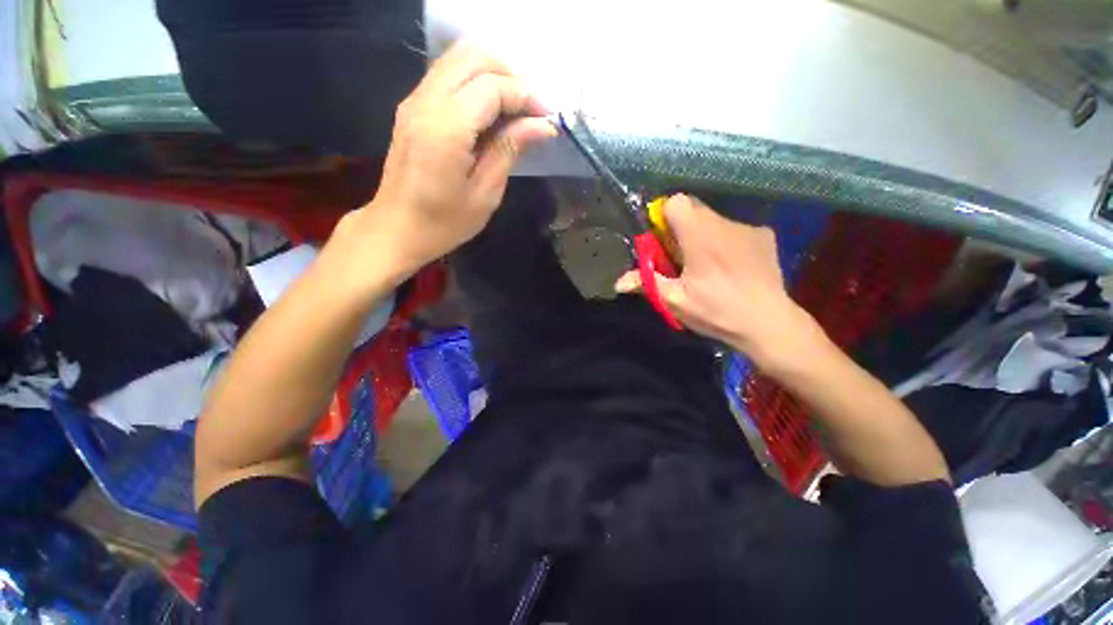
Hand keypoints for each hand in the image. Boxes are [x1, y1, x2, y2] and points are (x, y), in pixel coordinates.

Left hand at [350, 43, 556, 274]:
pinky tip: (491, 113)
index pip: (492, 87)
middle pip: (473, 56)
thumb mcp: (485, 193)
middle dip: (510, 75)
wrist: (396, 229)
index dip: (525, 96)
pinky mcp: (412, 107)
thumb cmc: (444, 222)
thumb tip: (542, 125)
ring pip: (458, 59)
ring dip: (493, 75)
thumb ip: (509, 150)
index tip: (548, 117)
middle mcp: (426, 102)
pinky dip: (475, 83)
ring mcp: (414, 100)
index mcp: (446, 128)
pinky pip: (448, 75)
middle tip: (531, 109)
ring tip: (516, 109)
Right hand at [615, 195, 826, 371]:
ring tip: (709, 268)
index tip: (663, 242)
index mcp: (700, 237)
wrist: (769, 324)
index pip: (676, 202)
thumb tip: (618, 282)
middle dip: (681, 230)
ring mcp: (748, 228)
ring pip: (714, 221)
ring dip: (704, 236)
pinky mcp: (765, 236)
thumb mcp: (675, 301)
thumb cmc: (717, 312)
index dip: (664, 218)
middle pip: (694, 210)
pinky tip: (732, 268)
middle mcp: (724, 224)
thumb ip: (646, 284)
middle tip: (682, 260)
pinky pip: (735, 230)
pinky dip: (726, 242)